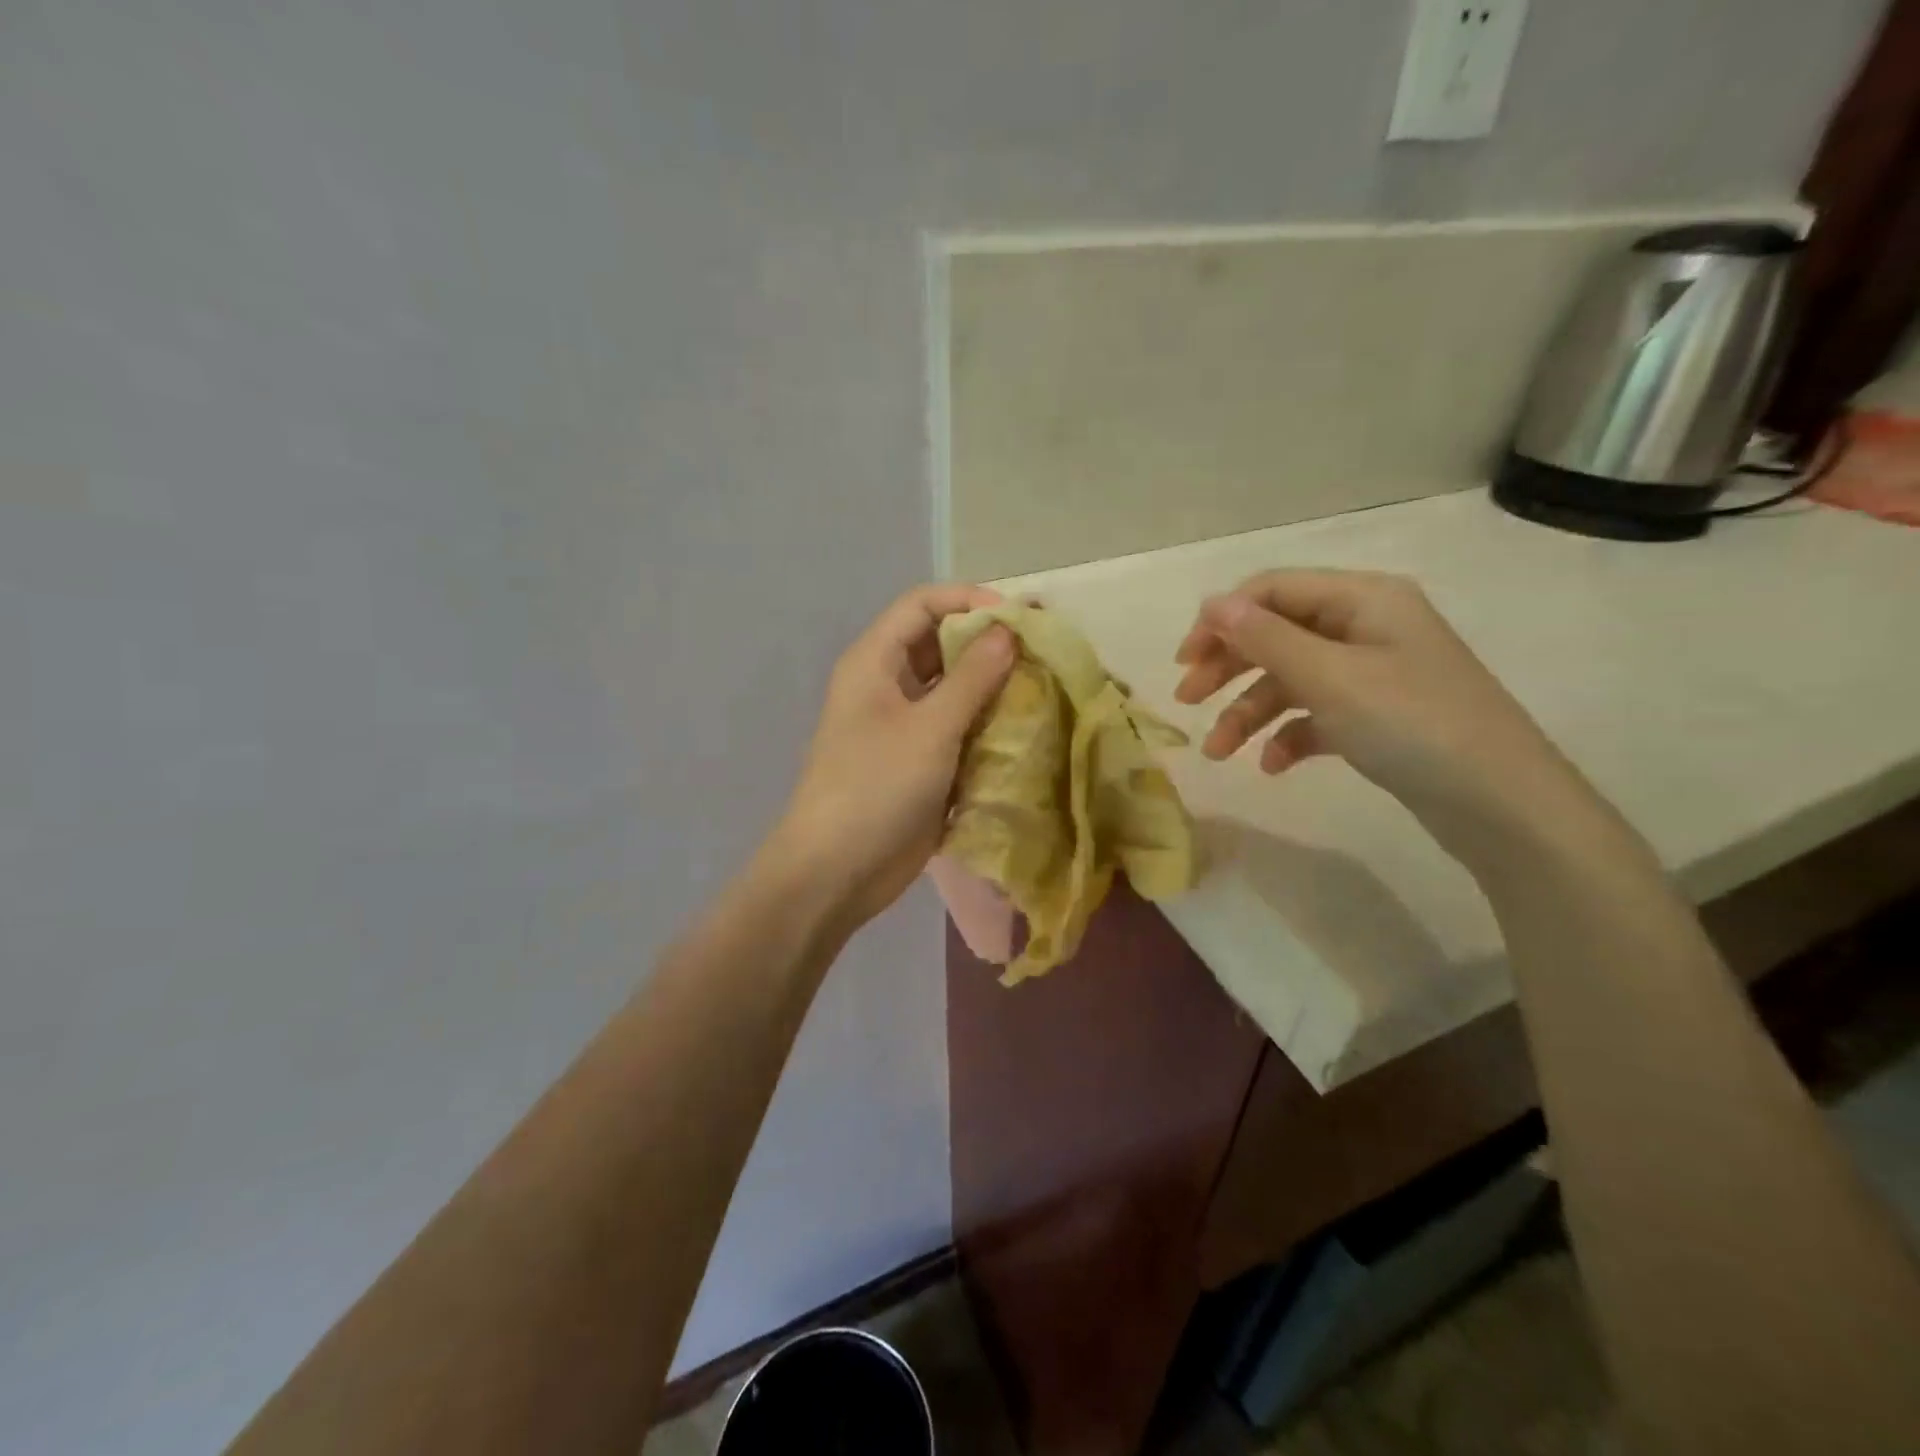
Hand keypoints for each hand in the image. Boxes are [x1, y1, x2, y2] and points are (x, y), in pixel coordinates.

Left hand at [771, 584, 1014, 929]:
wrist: (837, 871)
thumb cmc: (875, 788)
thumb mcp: (929, 728)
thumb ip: (972, 678)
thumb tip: (1008, 632)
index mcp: (875, 661)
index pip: (923, 604)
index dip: (970, 601)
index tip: (1020, 617)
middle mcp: (888, 684)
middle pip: (941, 643)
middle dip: (989, 643)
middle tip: (1043, 651)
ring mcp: (903, 725)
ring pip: (953, 688)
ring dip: (993, 686)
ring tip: (1043, 687)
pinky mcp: (919, 760)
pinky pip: (957, 727)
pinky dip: (987, 724)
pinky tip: (1025, 728)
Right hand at [1174, 570, 1592, 850]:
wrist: (1501, 805)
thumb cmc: (1412, 725)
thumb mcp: (1330, 677)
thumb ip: (1266, 638)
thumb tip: (1212, 603)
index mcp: (1362, 599)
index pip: (1272, 590)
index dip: (1222, 620)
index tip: (1184, 661)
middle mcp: (1367, 626)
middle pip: (1277, 634)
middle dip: (1229, 668)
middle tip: (1187, 702)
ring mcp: (1373, 673)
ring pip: (1291, 679)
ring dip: (1249, 712)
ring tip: (1219, 753)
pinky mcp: (1377, 716)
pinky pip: (1316, 714)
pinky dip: (1288, 735)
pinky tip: (1272, 765)